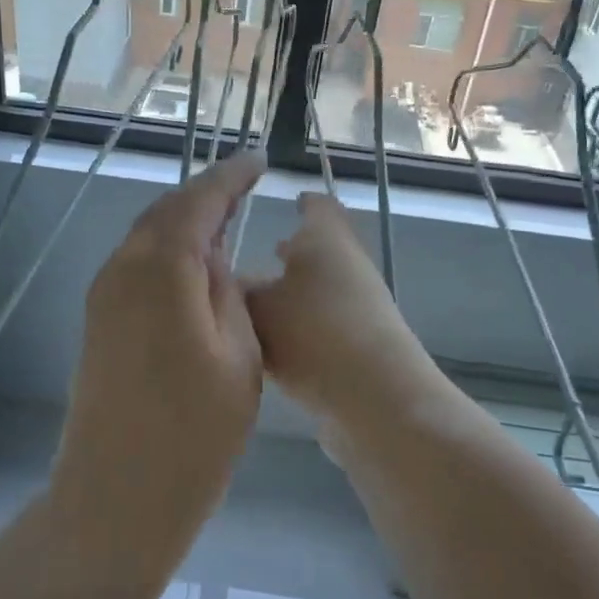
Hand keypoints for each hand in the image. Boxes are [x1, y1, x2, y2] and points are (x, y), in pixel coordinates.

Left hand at [53, 152, 266, 517]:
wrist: (116, 495)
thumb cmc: (193, 432)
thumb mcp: (238, 355)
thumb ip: (227, 293)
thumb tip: (212, 260)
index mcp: (161, 268)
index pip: (197, 202)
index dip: (230, 178)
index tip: (258, 162)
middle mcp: (122, 270)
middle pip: (164, 214)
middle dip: (204, 197)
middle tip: (242, 189)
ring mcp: (102, 298)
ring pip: (146, 240)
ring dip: (183, 226)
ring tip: (224, 224)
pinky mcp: (98, 325)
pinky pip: (136, 269)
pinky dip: (166, 256)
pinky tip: (191, 271)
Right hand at [245, 193, 439, 425]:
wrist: (375, 396)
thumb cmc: (313, 331)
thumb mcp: (256, 307)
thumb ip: (235, 292)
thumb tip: (223, 282)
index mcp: (325, 238)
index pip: (317, 206)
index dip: (300, 202)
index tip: (283, 204)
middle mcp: (348, 265)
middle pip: (318, 250)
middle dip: (287, 252)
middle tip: (254, 256)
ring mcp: (360, 307)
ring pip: (318, 290)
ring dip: (291, 294)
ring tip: (254, 305)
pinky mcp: (361, 345)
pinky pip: (322, 325)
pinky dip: (300, 327)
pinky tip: (271, 346)